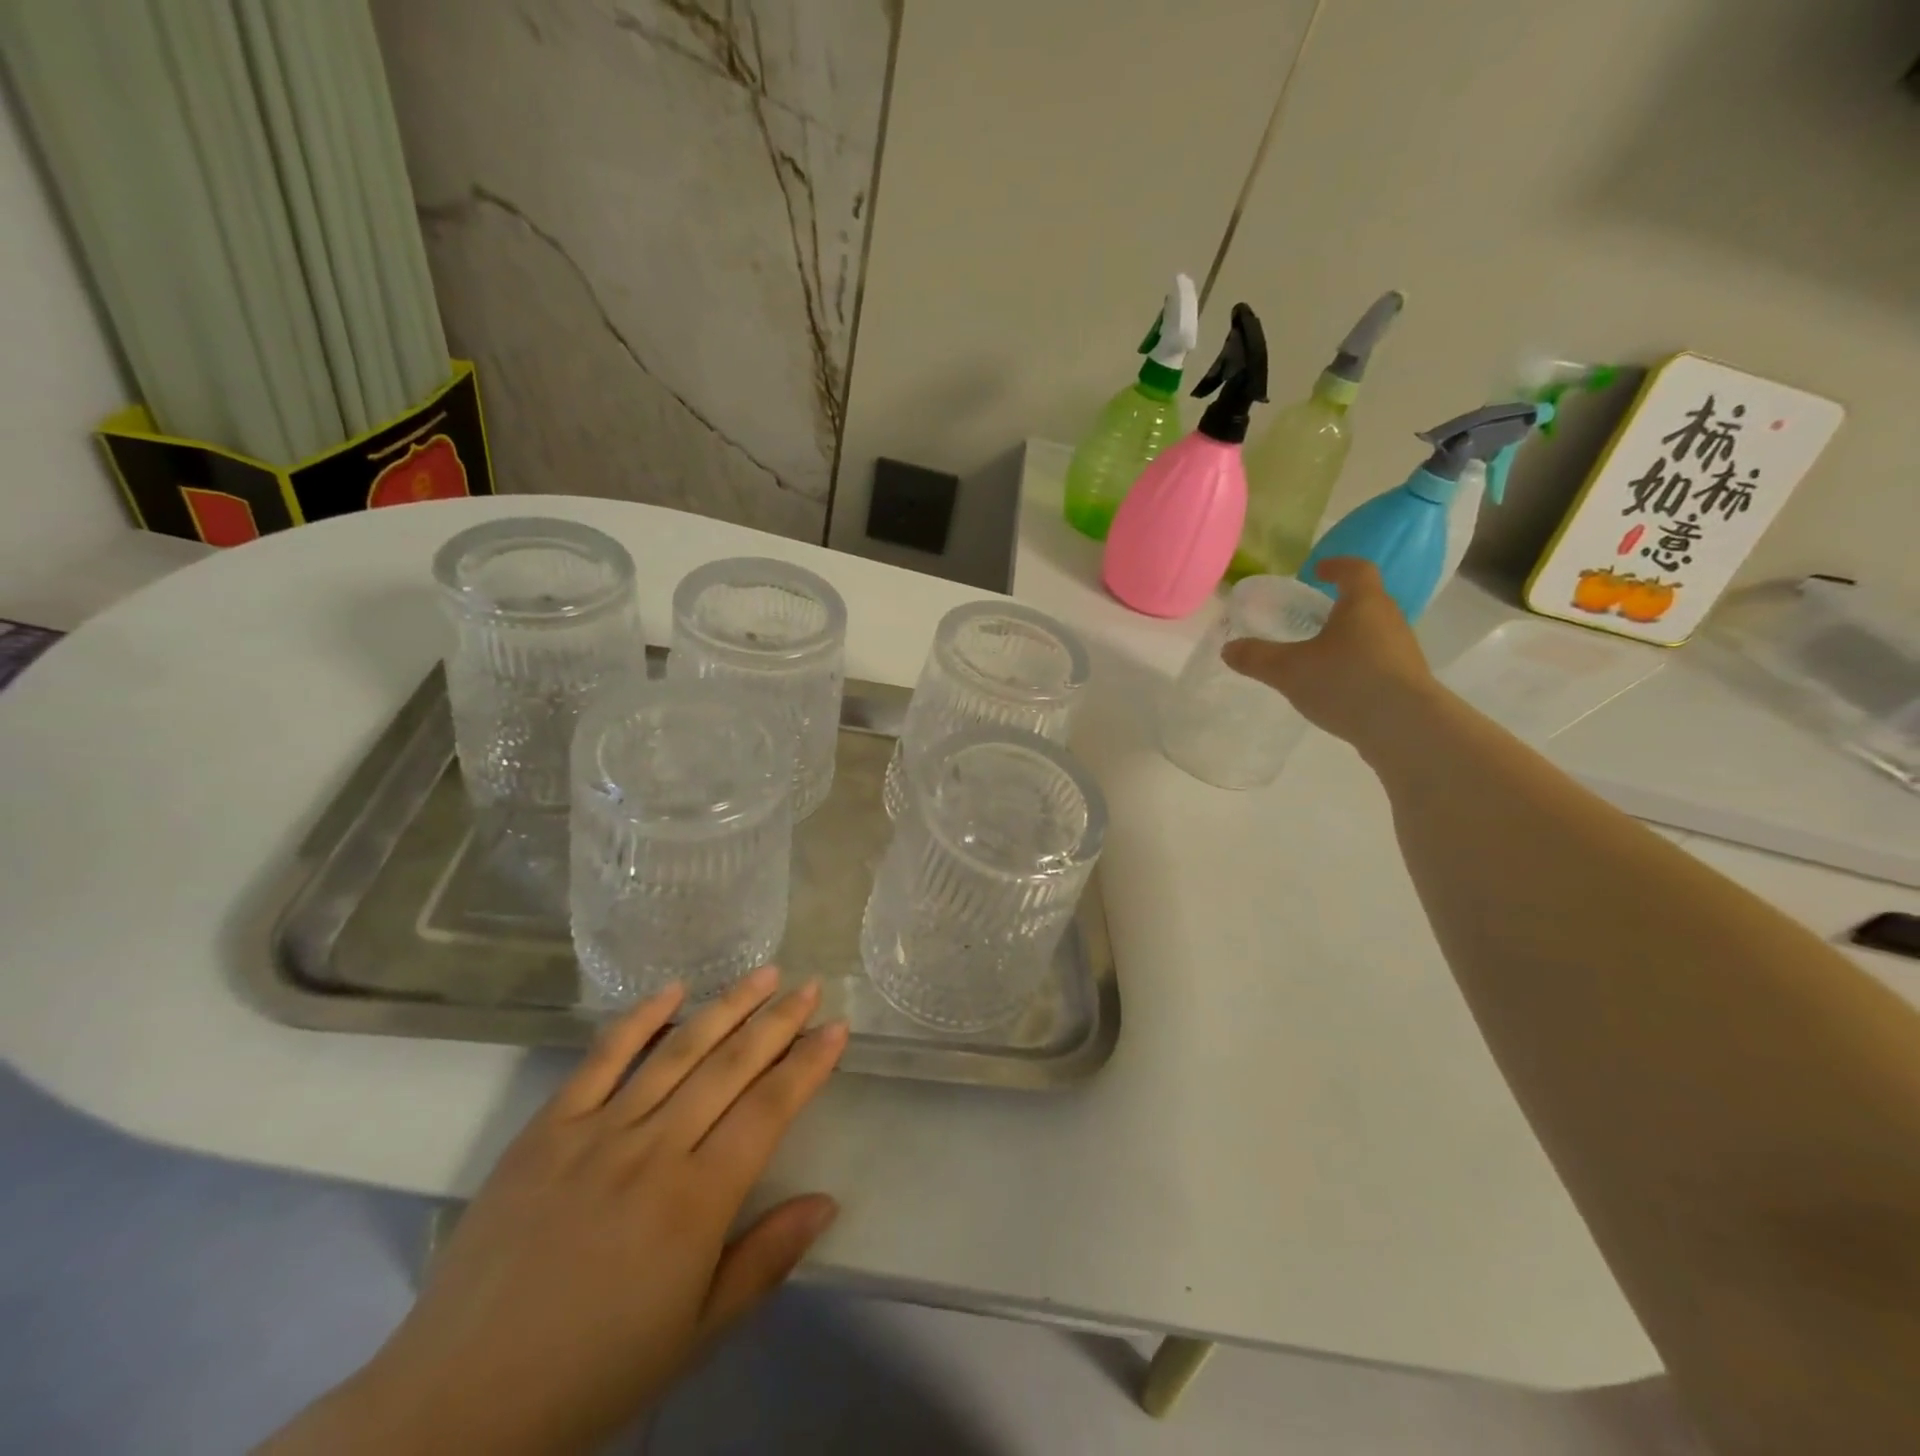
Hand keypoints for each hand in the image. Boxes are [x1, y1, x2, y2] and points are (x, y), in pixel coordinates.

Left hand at [265, 967, 847, 1454]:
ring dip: (725, 1007)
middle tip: (809, 987)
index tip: (836, 1029)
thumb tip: (827, 1201)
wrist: (455, 1408)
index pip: (768, 1110)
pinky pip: (601, 1060)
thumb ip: (765, 1260)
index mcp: (695, 1202)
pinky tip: (671, 990)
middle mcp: (653, 1150)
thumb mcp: (695, 1334)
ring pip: (677, 1051)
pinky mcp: (547, 1129)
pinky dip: (639, 1019)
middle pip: (730, 1067)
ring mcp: (596, 1132)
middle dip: (777, 1022)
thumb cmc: (592, 1373)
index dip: (807, 1065)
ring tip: (763, 974)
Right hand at [1221, 557, 1438, 756]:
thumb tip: (1228, 649)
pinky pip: (1377, 661)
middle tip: (1310, 614)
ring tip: (1320, 653)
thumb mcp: (1288, 669)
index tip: (1317, 570)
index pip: (1355, 570)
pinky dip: (1356, 664)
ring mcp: (1402, 652)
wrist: (1405, 727)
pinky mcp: (1406, 681)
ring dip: (1349, 636)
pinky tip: (1337, 685)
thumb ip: (1256, 657)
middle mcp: (1389, 620)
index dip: (1336, 566)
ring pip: (1373, 633)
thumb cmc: (1346, 682)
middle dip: (1339, 604)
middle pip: (1366, 601)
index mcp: (1363, 604)